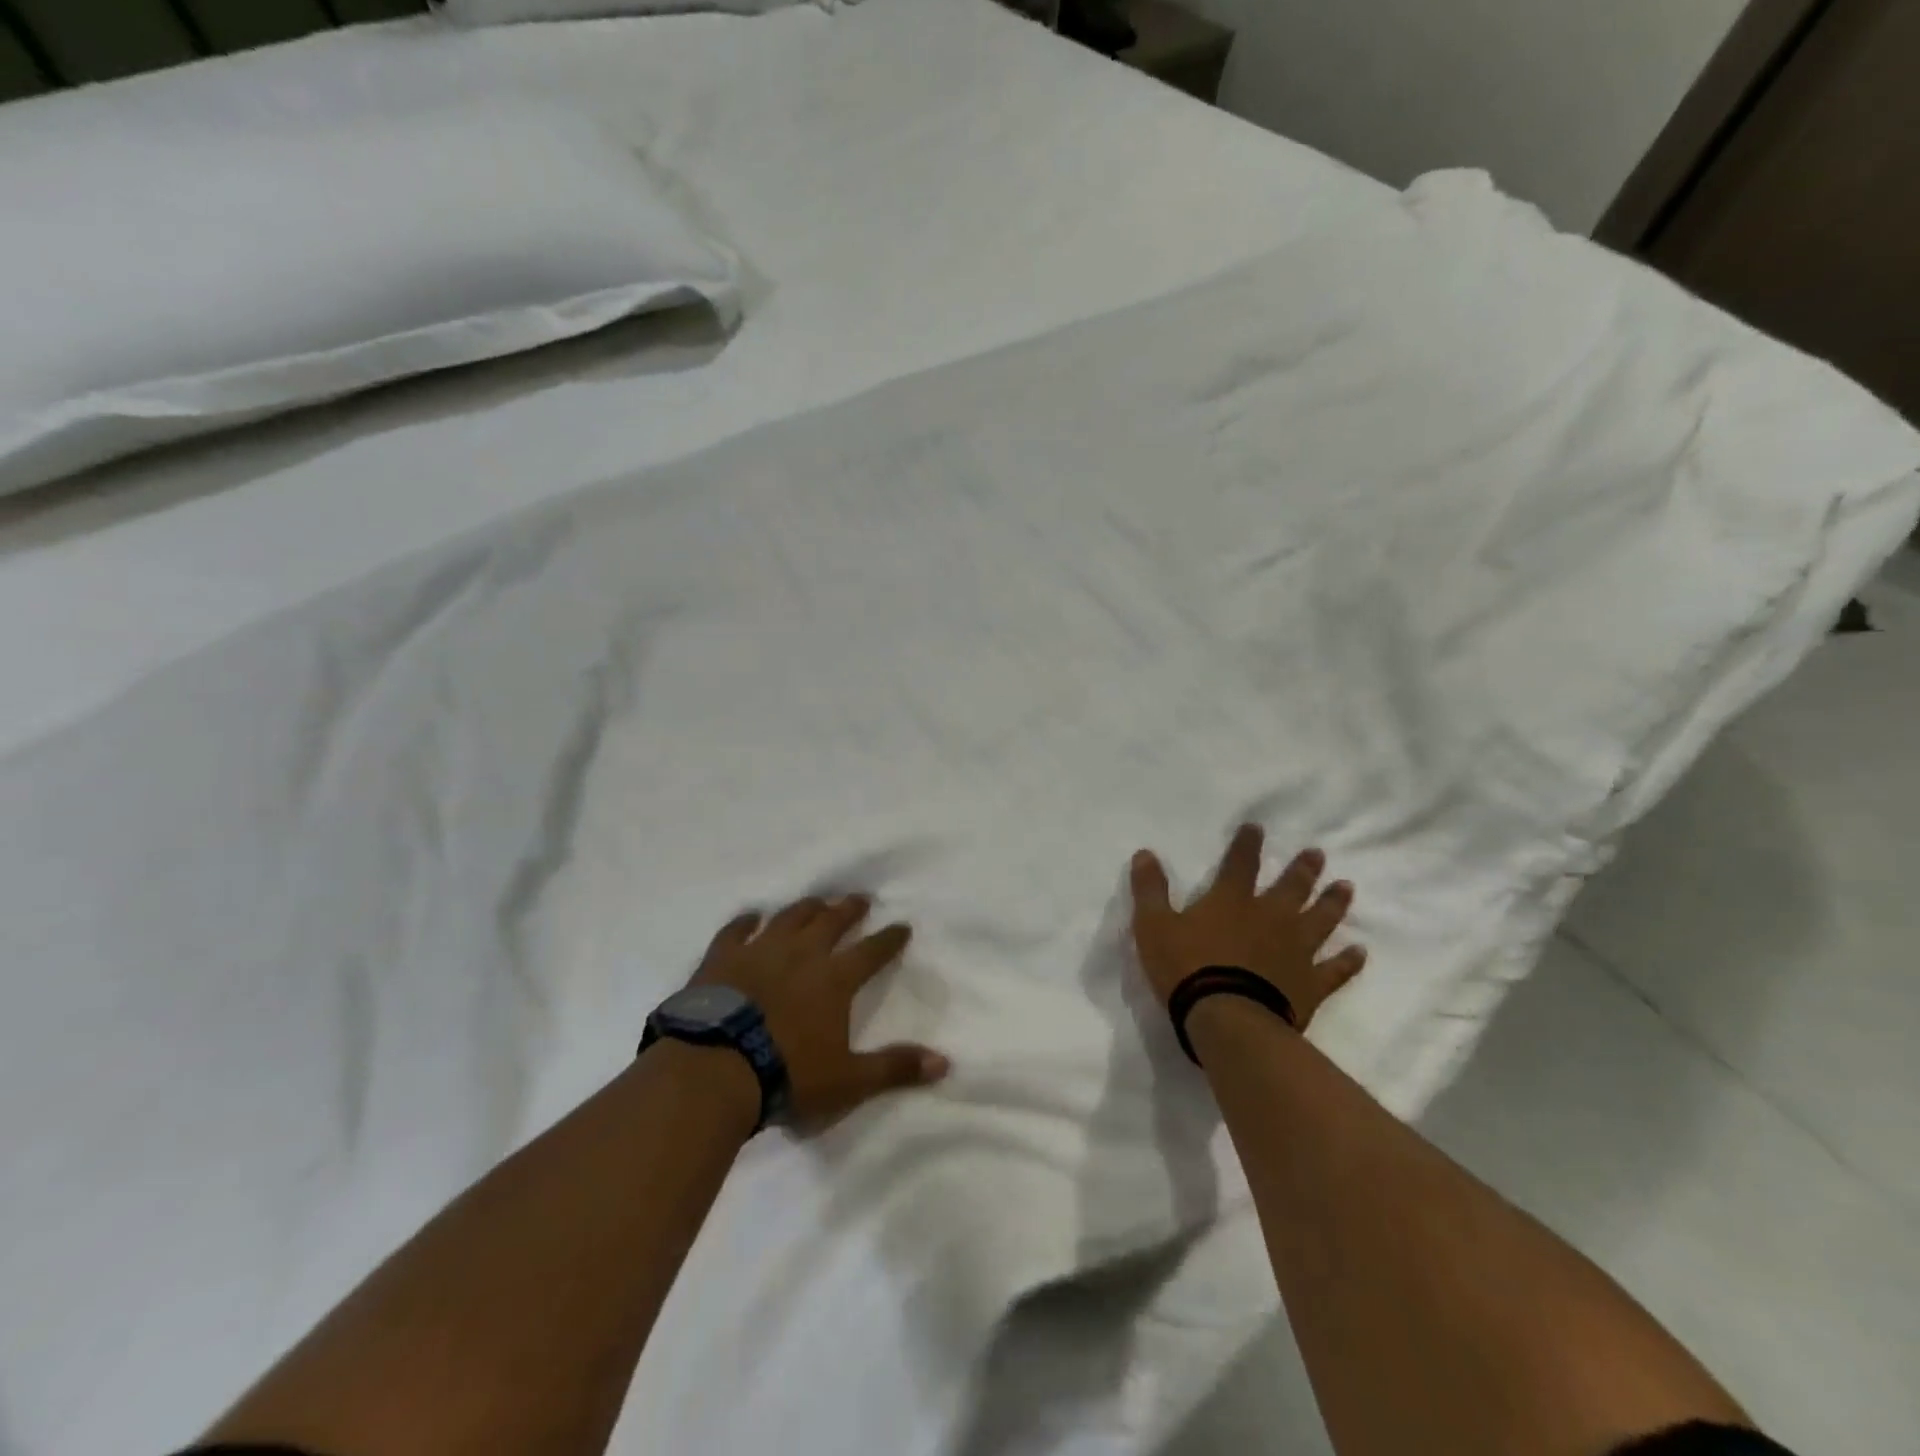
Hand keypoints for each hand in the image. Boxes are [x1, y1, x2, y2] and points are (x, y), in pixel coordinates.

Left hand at [689, 896, 949, 1129]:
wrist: (715, 1071)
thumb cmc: (787, 1076)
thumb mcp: (849, 1081)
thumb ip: (895, 1068)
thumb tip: (945, 1062)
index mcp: (834, 979)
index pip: (871, 951)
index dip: (889, 938)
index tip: (902, 925)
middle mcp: (801, 954)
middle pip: (831, 921)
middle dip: (848, 909)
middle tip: (859, 898)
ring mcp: (759, 951)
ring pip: (789, 918)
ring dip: (806, 908)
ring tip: (816, 901)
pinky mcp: (721, 958)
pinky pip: (736, 930)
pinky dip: (746, 921)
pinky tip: (752, 916)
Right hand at [1128, 825, 1366, 1030]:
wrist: (1228, 1018)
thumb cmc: (1186, 968)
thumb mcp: (1153, 925)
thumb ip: (1150, 889)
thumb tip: (1144, 853)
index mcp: (1231, 901)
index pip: (1240, 863)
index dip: (1247, 844)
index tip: (1257, 827)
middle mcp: (1270, 918)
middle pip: (1290, 887)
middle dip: (1302, 869)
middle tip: (1317, 853)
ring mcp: (1295, 951)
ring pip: (1319, 920)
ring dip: (1332, 903)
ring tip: (1346, 887)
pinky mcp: (1310, 984)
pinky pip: (1334, 970)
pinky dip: (1347, 962)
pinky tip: (1360, 952)